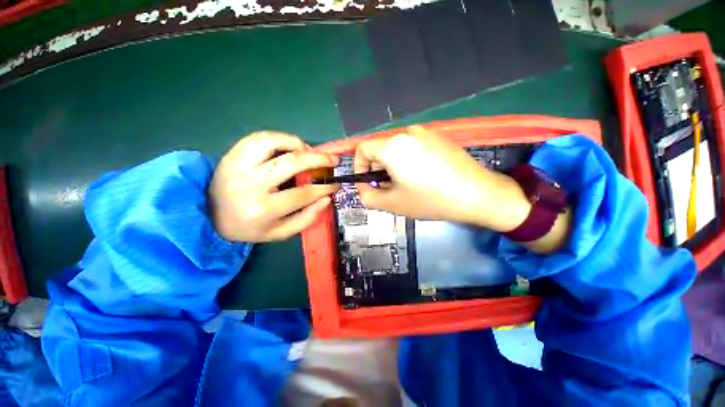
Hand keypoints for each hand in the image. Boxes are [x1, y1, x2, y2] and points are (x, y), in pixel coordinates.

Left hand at [210, 131, 337, 241]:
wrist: (210, 215)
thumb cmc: (249, 227)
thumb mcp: (280, 233)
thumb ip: (307, 218)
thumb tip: (326, 198)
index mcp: (263, 209)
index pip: (303, 193)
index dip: (324, 187)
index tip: (336, 184)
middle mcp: (251, 184)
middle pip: (292, 162)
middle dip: (318, 159)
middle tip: (332, 160)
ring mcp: (239, 165)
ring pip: (274, 142)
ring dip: (298, 143)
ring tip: (309, 151)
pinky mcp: (232, 153)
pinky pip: (260, 137)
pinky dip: (280, 138)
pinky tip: (290, 146)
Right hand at [354, 126, 530, 231]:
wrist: (477, 194)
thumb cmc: (430, 200)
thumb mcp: (392, 204)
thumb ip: (367, 196)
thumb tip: (363, 187)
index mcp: (392, 146)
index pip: (362, 148)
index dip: (359, 166)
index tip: (366, 183)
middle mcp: (407, 133)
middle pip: (381, 149)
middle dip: (379, 170)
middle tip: (389, 190)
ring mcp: (426, 133)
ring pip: (397, 150)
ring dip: (394, 167)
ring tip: (407, 186)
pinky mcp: (439, 138)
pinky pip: (414, 147)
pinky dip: (409, 161)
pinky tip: (424, 177)